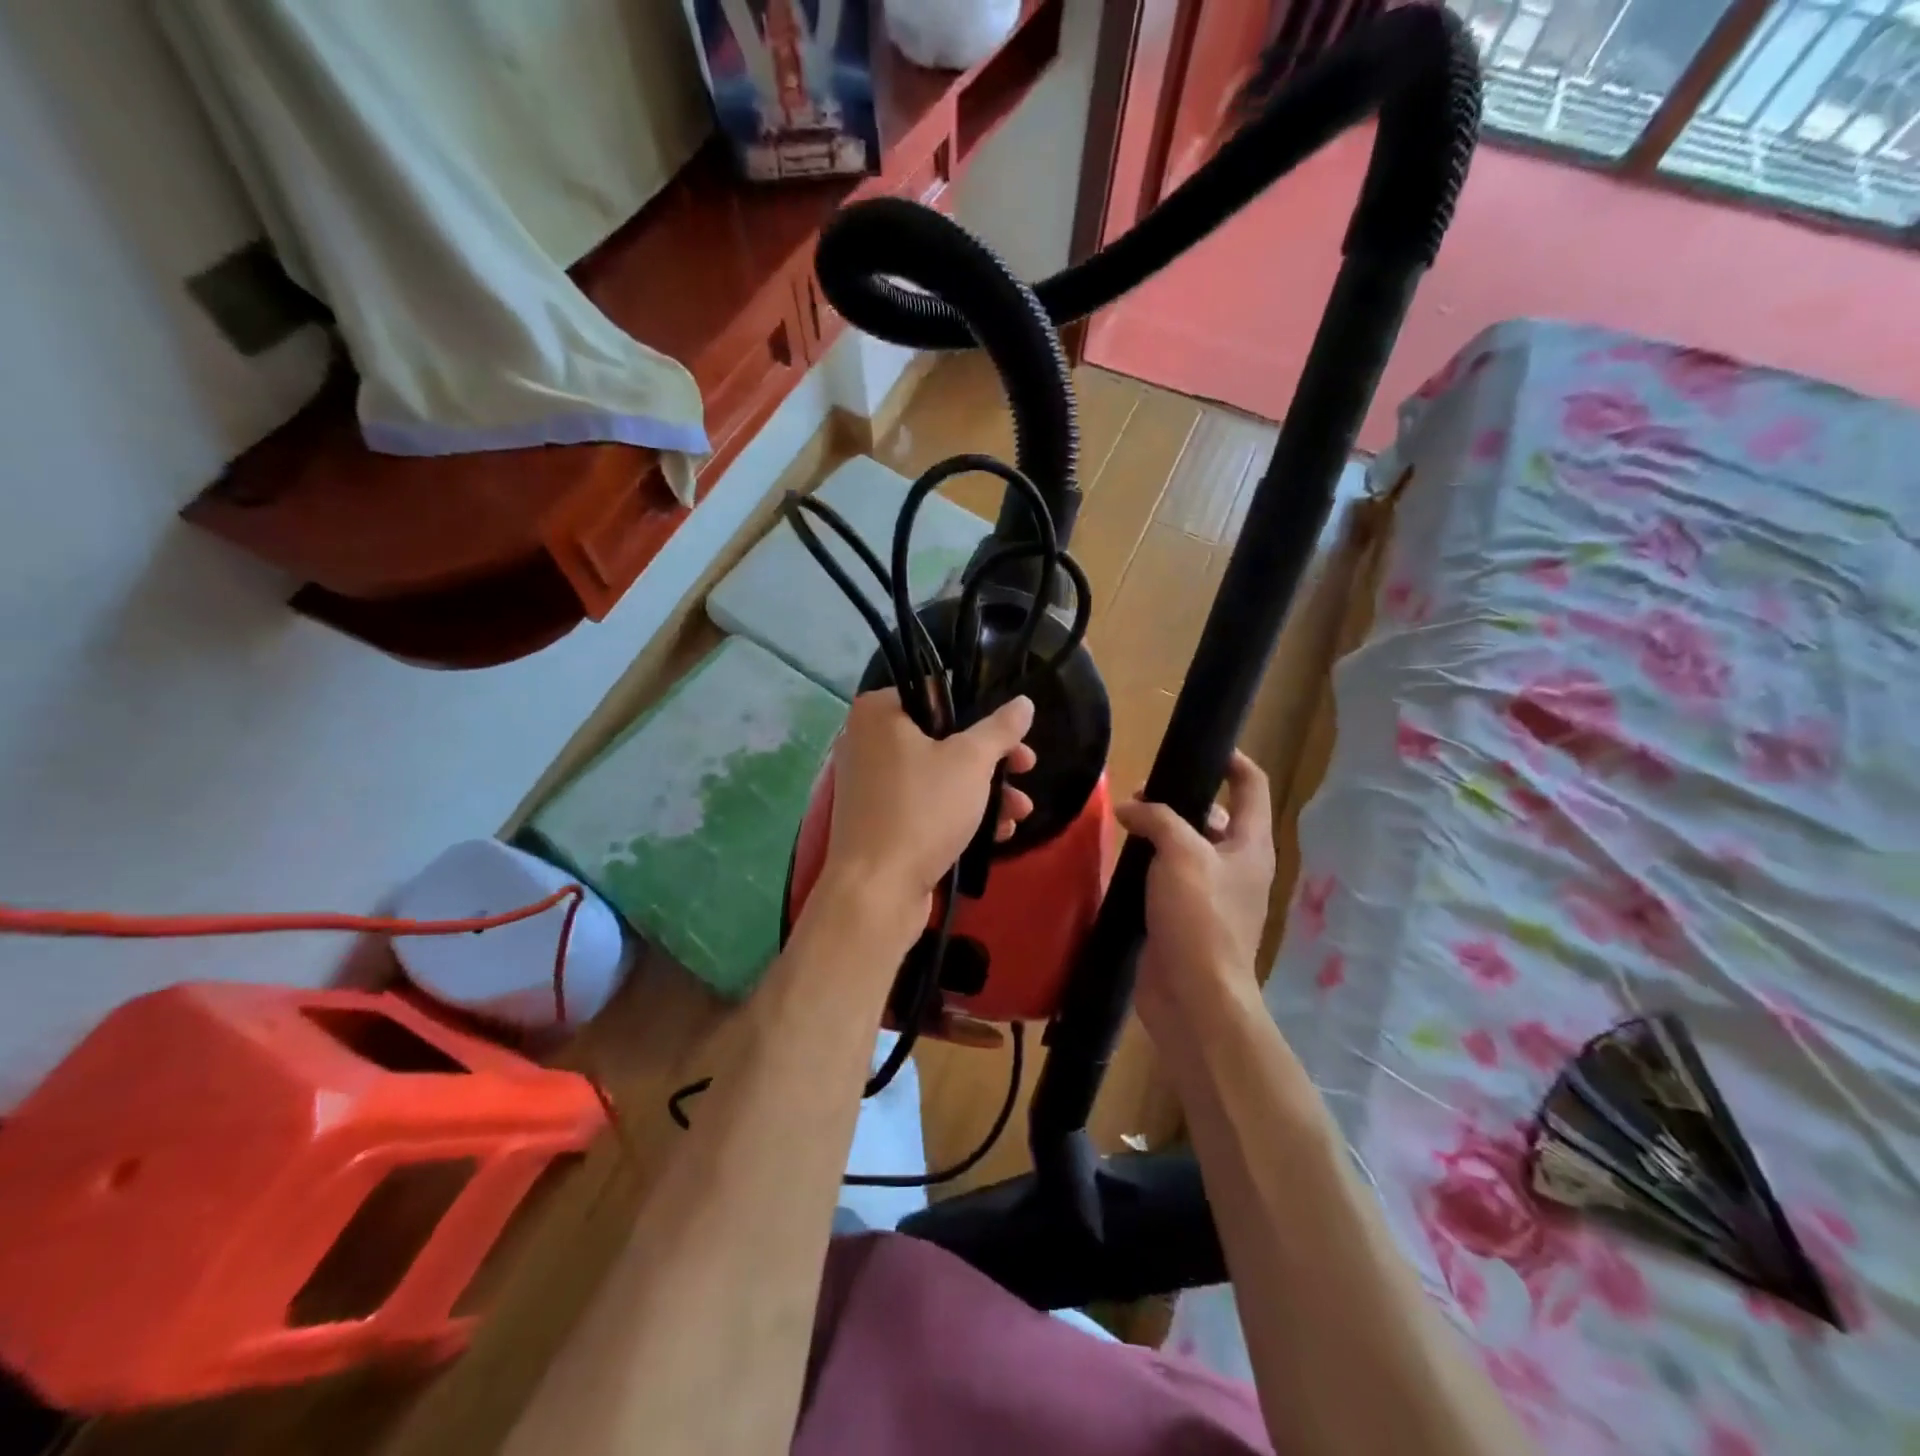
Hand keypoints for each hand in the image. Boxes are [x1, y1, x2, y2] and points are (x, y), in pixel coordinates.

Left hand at [820, 691, 1036, 917]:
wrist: (877, 891)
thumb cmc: (923, 810)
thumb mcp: (971, 761)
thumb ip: (1000, 729)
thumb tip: (1023, 702)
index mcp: (879, 712)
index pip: (937, 694)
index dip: (980, 714)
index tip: (1012, 734)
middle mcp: (868, 741)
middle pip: (943, 738)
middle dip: (992, 760)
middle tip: (1027, 767)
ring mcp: (872, 784)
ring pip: (940, 775)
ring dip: (986, 791)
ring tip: (1021, 812)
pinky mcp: (881, 820)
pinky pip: (926, 804)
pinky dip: (960, 813)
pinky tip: (999, 833)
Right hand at [1114, 751, 1275, 1038]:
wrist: (1195, 997)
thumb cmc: (1200, 918)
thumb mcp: (1182, 854)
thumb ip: (1157, 819)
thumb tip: (1130, 809)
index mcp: (1250, 845)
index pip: (1252, 786)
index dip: (1232, 760)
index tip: (1201, 745)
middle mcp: (1236, 865)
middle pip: (1214, 816)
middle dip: (1178, 799)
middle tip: (1137, 794)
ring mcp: (1210, 894)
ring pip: (1186, 848)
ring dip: (1158, 833)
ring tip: (1122, 824)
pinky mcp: (1183, 918)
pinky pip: (1167, 879)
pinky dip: (1148, 865)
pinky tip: (1120, 861)